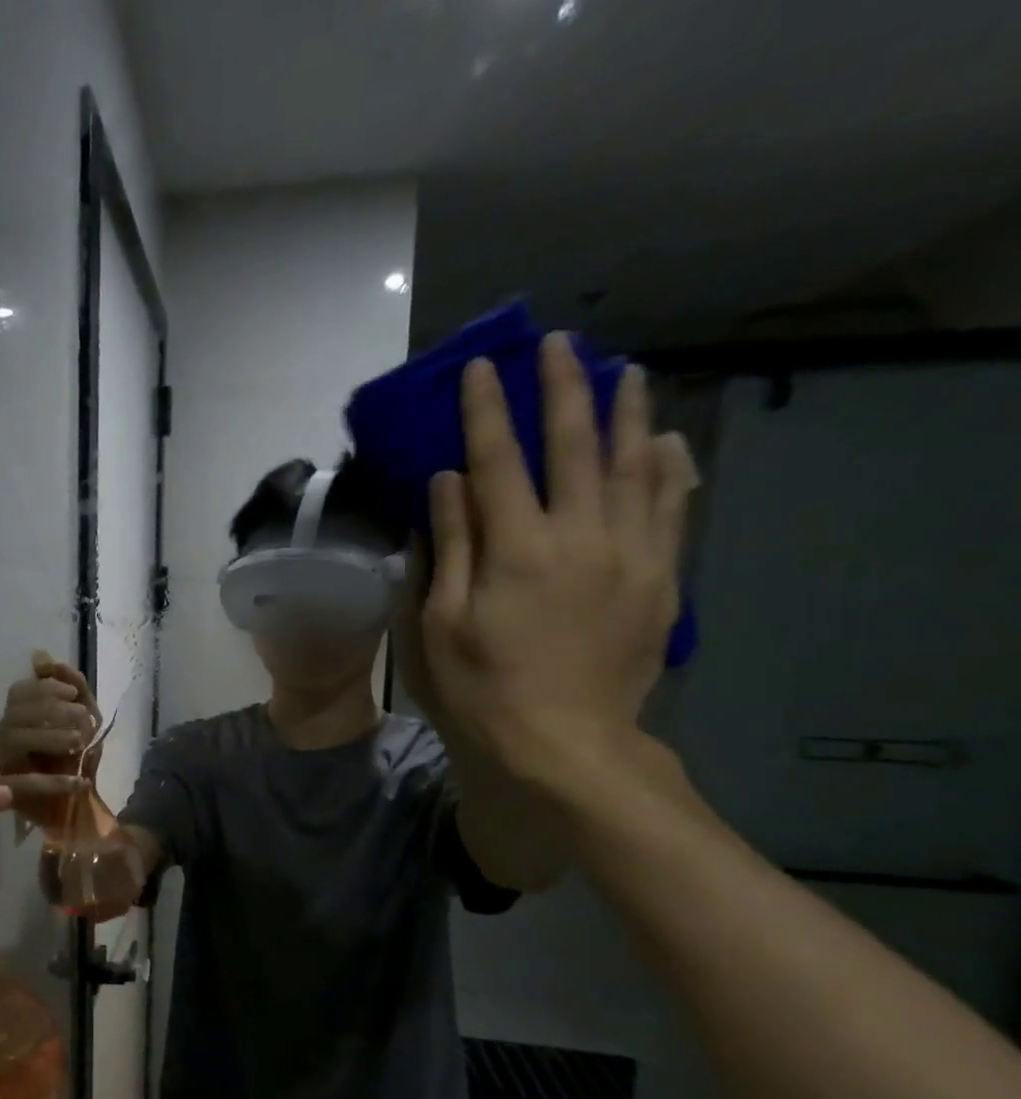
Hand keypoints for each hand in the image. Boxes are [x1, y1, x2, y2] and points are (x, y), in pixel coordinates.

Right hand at [0, 652, 100, 805]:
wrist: (78, 810)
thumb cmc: (76, 758)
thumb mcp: (84, 717)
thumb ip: (71, 685)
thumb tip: (41, 656)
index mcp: (16, 716)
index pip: (18, 693)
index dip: (45, 689)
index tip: (72, 695)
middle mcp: (1, 738)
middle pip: (15, 714)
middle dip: (52, 711)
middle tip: (84, 720)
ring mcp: (0, 766)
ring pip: (15, 741)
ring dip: (51, 738)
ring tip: (80, 744)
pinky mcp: (8, 797)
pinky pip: (26, 785)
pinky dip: (56, 782)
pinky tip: (80, 781)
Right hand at [411, 333, 699, 784]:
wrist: (560, 744)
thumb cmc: (479, 688)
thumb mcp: (438, 624)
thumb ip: (447, 548)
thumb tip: (447, 483)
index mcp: (514, 550)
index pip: (497, 462)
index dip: (486, 411)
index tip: (480, 367)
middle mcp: (578, 537)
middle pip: (574, 446)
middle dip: (563, 389)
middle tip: (560, 343)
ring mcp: (628, 556)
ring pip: (635, 466)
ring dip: (628, 414)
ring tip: (625, 373)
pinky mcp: (659, 580)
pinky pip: (672, 509)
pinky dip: (670, 469)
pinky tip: (667, 442)